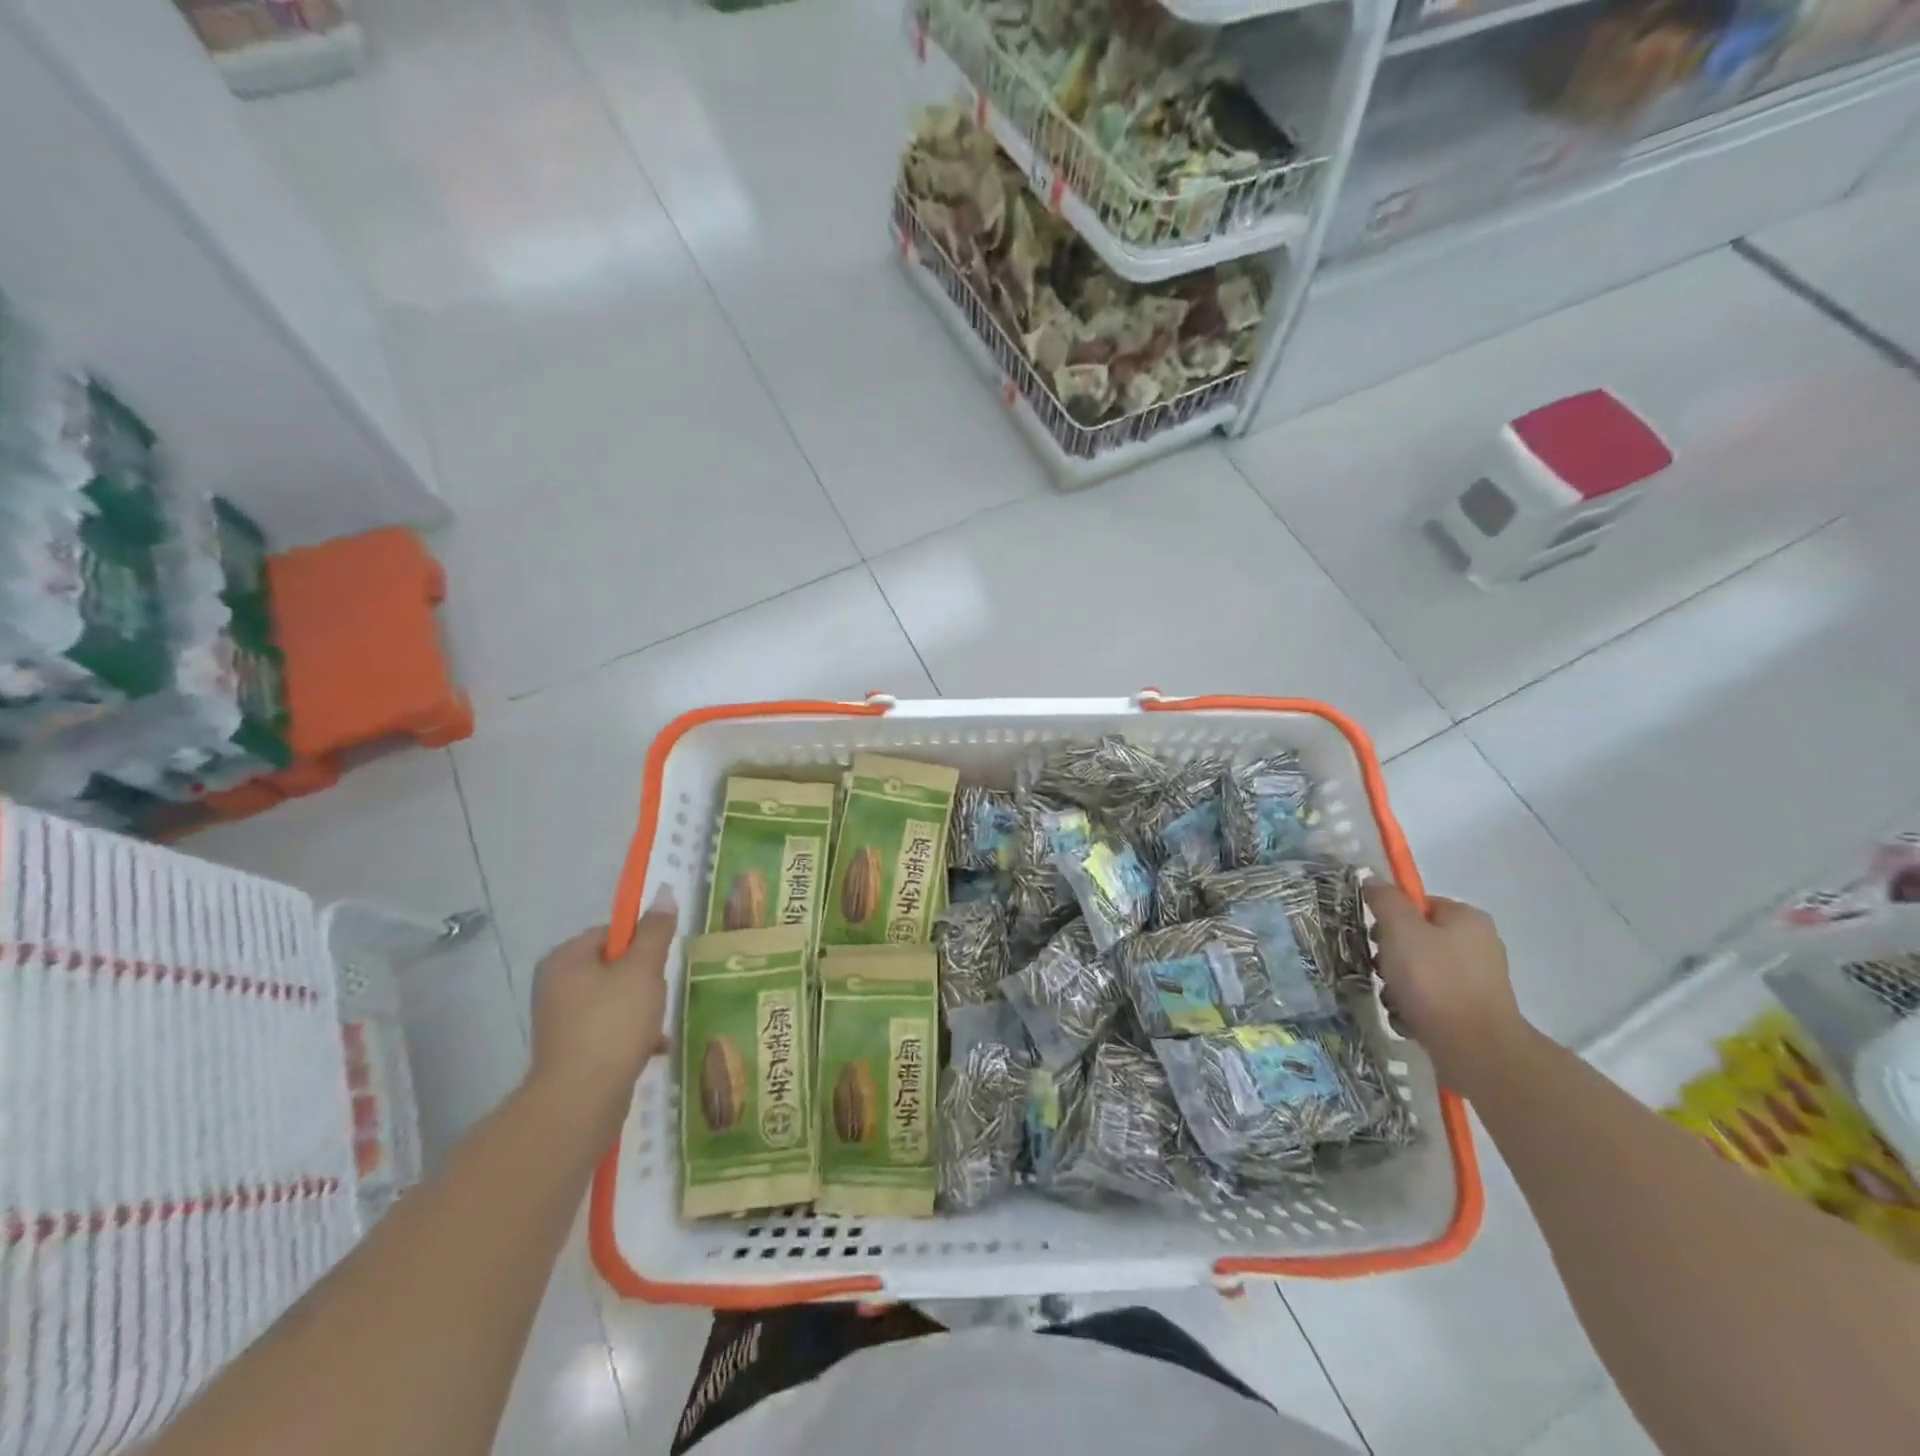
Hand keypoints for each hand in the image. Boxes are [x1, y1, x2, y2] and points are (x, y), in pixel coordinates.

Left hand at [526, 887, 675, 1137]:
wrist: (580, 1101)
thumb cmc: (613, 1024)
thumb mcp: (643, 970)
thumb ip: (655, 932)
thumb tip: (662, 893)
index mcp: (566, 958)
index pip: (612, 932)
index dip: (642, 942)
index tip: (662, 961)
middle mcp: (556, 985)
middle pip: (614, 966)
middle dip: (645, 979)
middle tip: (663, 992)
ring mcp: (561, 1020)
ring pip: (615, 999)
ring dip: (643, 1008)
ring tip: (660, 1024)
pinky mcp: (571, 1050)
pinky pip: (609, 1028)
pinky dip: (632, 1034)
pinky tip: (655, 1047)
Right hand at [1365, 883, 1527, 1097]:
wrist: (1474, 1048)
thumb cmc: (1433, 979)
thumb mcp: (1399, 929)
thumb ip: (1384, 899)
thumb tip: (1373, 880)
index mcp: (1467, 918)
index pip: (1418, 903)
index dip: (1391, 917)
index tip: (1377, 936)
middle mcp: (1479, 944)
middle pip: (1417, 938)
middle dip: (1390, 954)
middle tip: (1381, 968)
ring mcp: (1479, 981)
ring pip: (1420, 971)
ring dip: (1397, 983)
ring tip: (1393, 999)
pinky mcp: (1473, 1011)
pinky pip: (1431, 999)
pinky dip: (1414, 1006)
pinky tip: (1406, 1017)